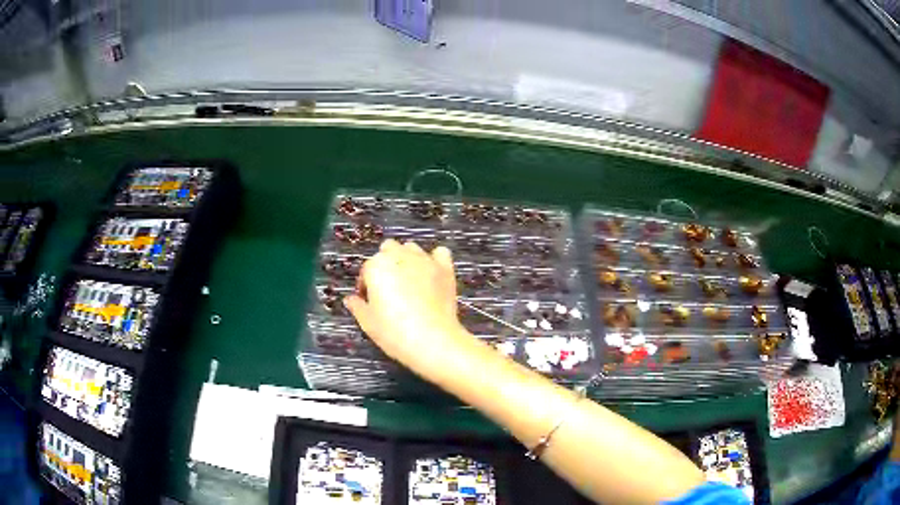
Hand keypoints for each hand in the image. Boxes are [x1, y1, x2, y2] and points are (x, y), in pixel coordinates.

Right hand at [343, 240, 469, 374]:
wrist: (433, 341)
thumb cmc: (394, 333)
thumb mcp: (368, 323)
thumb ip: (357, 307)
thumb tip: (350, 300)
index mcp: (376, 267)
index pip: (366, 269)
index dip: (366, 285)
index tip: (369, 300)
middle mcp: (400, 256)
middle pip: (388, 250)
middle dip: (385, 264)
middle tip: (387, 288)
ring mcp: (424, 260)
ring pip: (411, 248)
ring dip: (406, 258)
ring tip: (408, 280)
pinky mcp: (445, 269)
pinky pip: (440, 253)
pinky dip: (435, 259)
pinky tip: (432, 273)